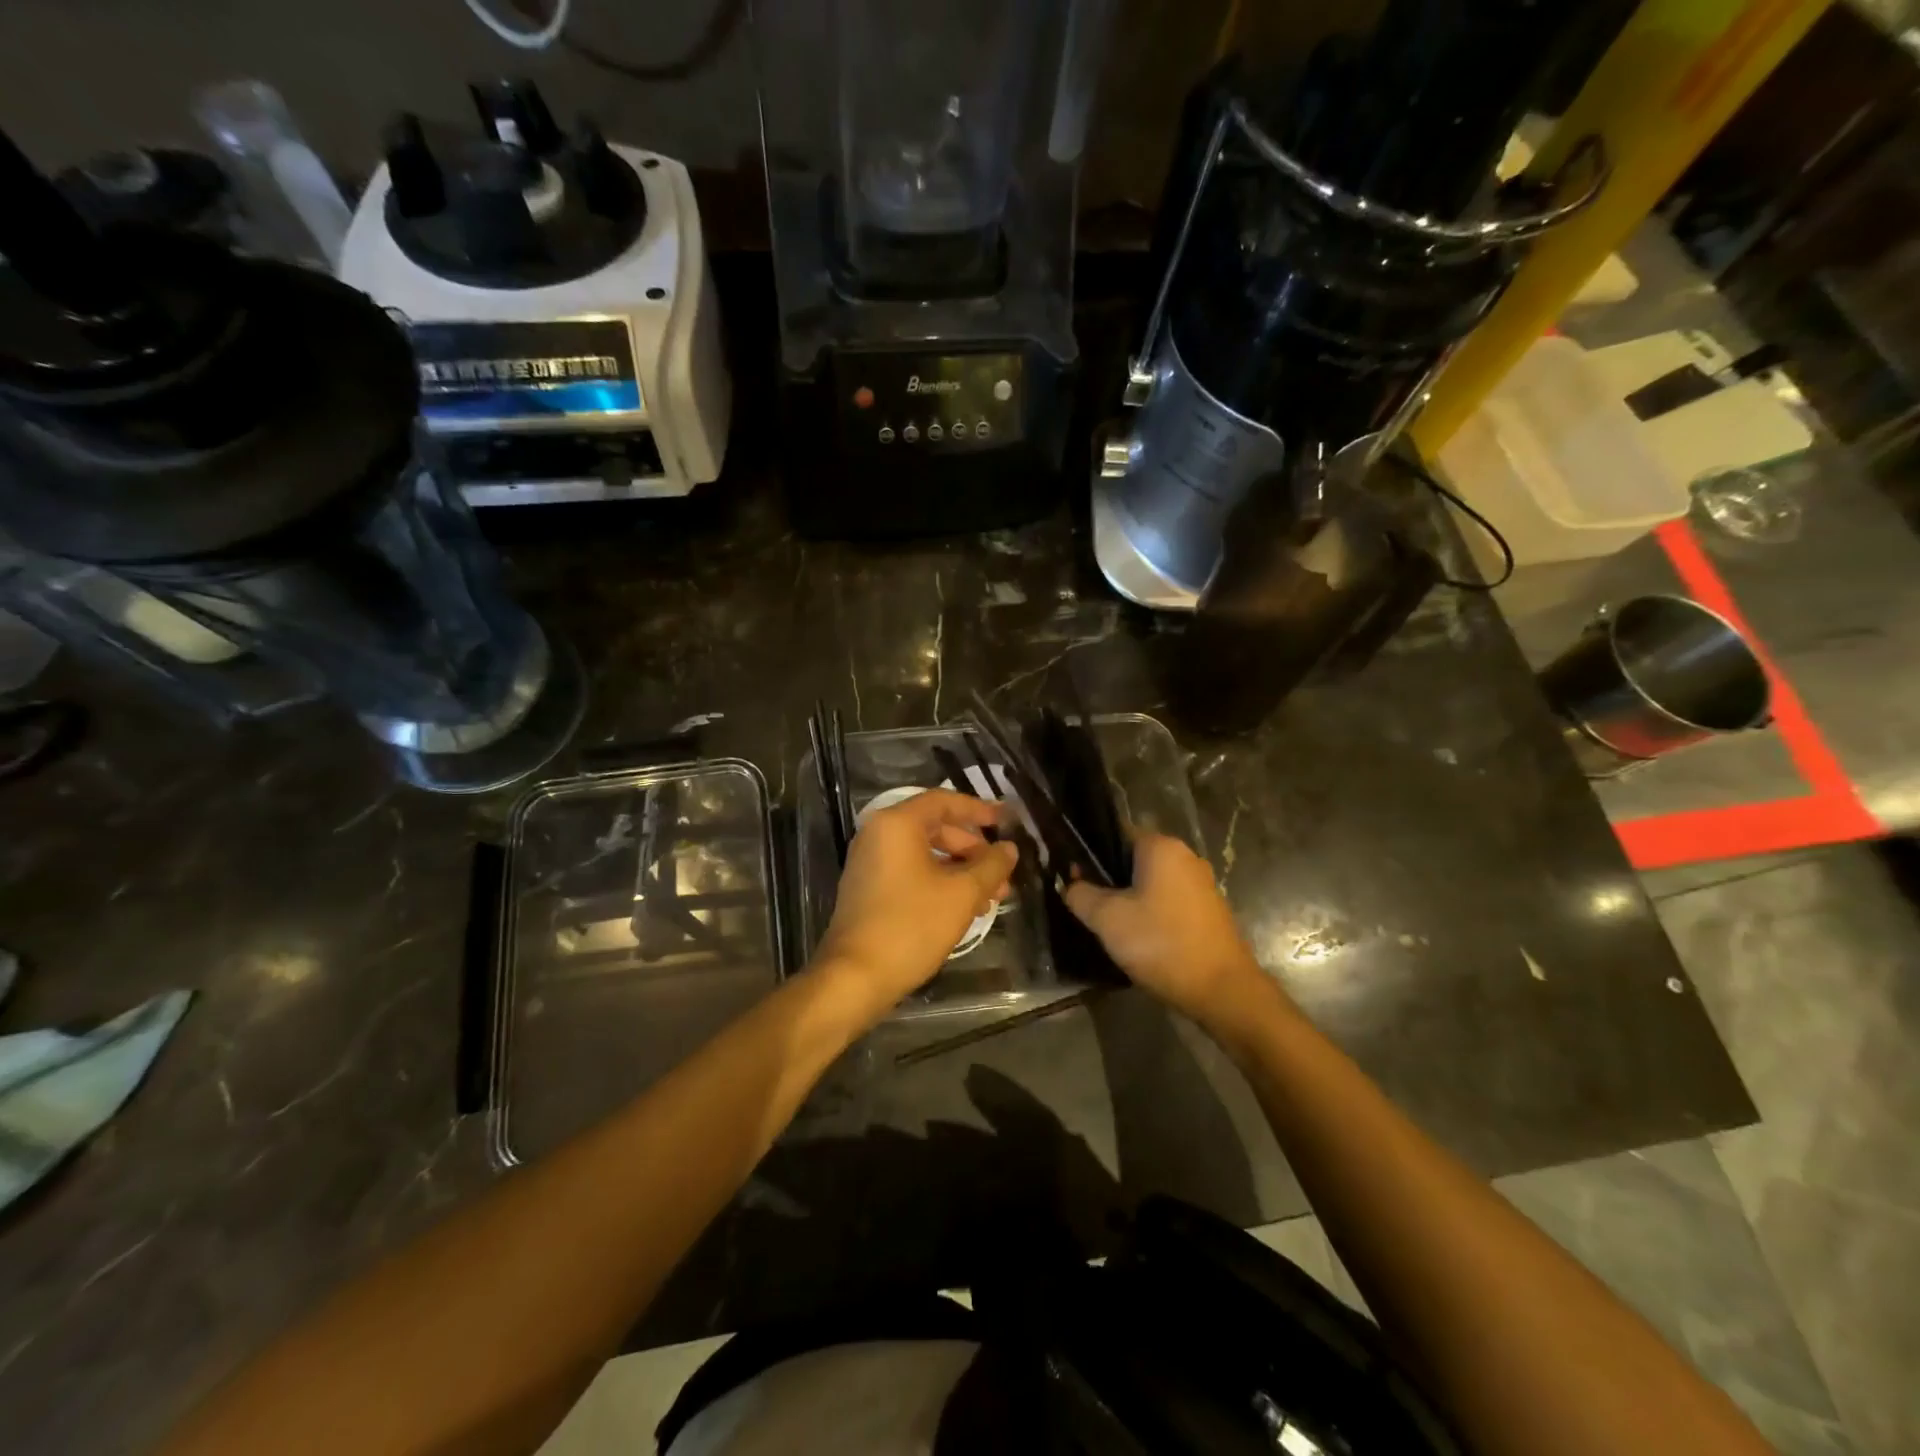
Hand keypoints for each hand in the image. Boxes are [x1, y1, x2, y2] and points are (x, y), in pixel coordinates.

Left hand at [815, 788, 1018, 1024]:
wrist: (855, 977)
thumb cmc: (911, 926)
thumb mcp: (962, 894)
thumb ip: (991, 865)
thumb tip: (1009, 848)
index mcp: (897, 824)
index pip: (943, 801)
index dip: (978, 809)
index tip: (1005, 822)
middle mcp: (878, 835)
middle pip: (935, 827)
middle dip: (973, 849)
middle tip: (1001, 873)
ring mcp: (869, 863)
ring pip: (925, 853)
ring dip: (960, 870)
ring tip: (990, 897)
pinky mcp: (868, 889)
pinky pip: (910, 872)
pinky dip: (939, 881)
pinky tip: (964, 908)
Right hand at [1064, 832, 1273, 1026]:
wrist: (1223, 990)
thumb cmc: (1161, 943)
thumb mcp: (1107, 919)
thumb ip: (1080, 894)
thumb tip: (1070, 883)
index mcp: (1161, 847)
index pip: (1115, 833)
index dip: (1089, 853)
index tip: (1072, 878)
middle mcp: (1185, 856)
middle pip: (1134, 859)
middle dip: (1109, 880)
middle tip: (1088, 907)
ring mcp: (1201, 884)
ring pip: (1152, 883)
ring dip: (1130, 900)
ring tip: (1111, 927)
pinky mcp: (1209, 911)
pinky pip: (1169, 902)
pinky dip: (1152, 914)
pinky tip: (1140, 940)